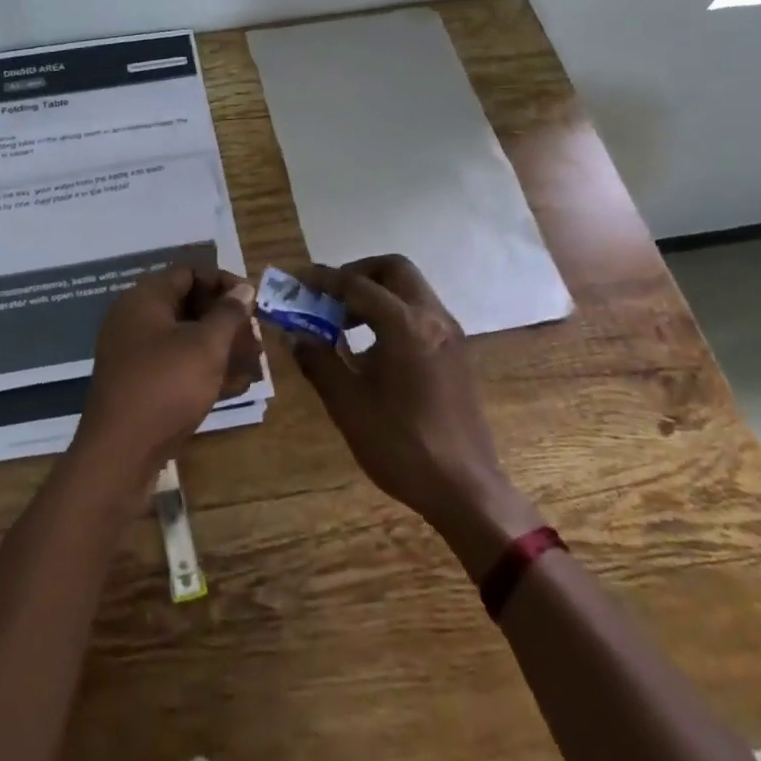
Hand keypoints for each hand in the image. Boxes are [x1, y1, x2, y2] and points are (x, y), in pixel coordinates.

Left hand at [73, 264, 260, 490]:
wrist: (119, 454)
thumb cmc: (165, 387)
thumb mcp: (205, 346)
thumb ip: (228, 314)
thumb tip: (243, 288)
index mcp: (145, 298)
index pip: (189, 272)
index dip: (223, 281)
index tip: (253, 300)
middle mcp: (136, 319)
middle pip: (188, 304)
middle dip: (226, 319)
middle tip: (257, 337)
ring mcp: (136, 353)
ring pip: (185, 338)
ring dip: (221, 347)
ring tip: (255, 363)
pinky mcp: (140, 384)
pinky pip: (177, 365)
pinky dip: (205, 370)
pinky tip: (237, 386)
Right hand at [286, 256, 540, 548]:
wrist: (465, 490)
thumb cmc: (402, 445)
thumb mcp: (348, 404)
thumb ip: (318, 360)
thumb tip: (294, 334)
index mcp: (406, 325)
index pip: (357, 284)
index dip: (323, 279)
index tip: (297, 280)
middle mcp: (433, 318)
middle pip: (394, 270)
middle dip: (357, 274)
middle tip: (329, 297)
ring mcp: (450, 335)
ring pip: (410, 290)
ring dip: (376, 293)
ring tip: (344, 324)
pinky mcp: (457, 354)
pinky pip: (421, 313)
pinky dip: (393, 313)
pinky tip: (372, 348)